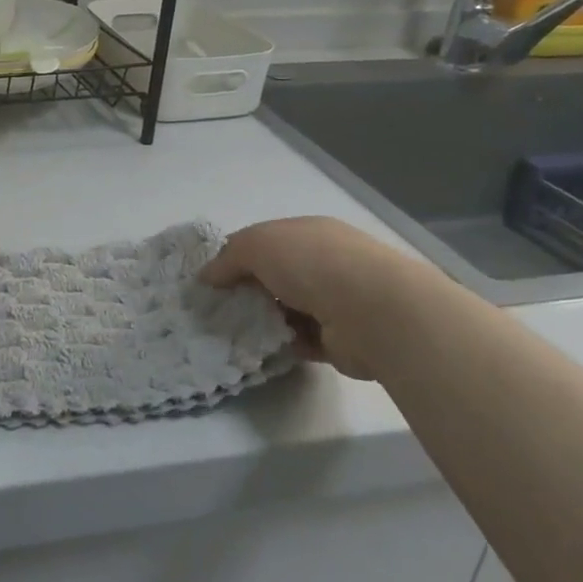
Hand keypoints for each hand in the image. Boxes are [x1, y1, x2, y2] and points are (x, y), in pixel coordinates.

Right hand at [201, 217, 445, 380]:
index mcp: (308, 233)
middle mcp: (324, 263)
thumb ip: (228, 258)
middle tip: (217, 309)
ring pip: (285, 309)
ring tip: (232, 332)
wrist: (375, 312)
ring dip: (262, 320)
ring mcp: (336, 301)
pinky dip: (281, 343)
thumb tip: (207, 276)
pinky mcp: (340, 339)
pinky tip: (260, 349)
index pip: (264, 241)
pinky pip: (300, 340)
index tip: (211, 279)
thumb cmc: (313, 264)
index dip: (235, 257)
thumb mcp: (258, 245)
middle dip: (246, 291)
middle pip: (273, 276)